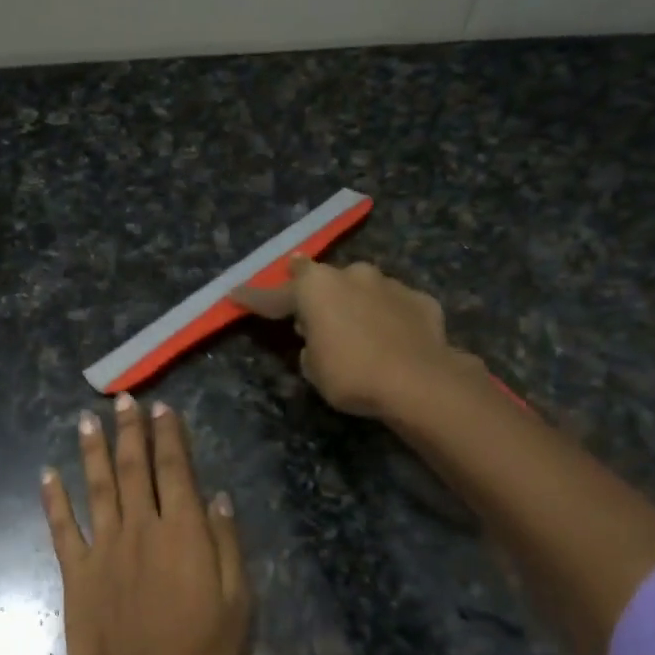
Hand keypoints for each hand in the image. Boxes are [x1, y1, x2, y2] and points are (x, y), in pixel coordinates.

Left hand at [41, 394, 250, 654]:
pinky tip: (47, 474)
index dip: (169, 437)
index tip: (163, 409)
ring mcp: (103, 547)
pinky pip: (62, 526)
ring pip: (96, 486)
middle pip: (133, 468)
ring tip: (87, 419)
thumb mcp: (236, 604)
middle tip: (124, 399)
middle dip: (130, 431)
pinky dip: (54, 498)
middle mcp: (140, 527)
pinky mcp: (76, 571)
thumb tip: (219, 497)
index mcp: (182, 532)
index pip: (175, 471)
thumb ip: (226, 545)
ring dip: (92, 450)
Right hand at [234, 256, 477, 418]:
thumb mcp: (314, 369)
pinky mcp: (419, 299)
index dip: (253, 297)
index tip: (234, 292)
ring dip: (353, 304)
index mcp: (315, 288)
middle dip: (314, 295)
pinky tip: (391, 340)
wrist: (420, 380)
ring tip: (356, 331)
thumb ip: (310, 347)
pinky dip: (387, 318)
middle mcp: (351, 274)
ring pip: (362, 289)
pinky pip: (393, 306)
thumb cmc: (352, 375)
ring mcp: (389, 283)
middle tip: (309, 317)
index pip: (274, 295)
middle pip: (323, 280)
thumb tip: (319, 339)